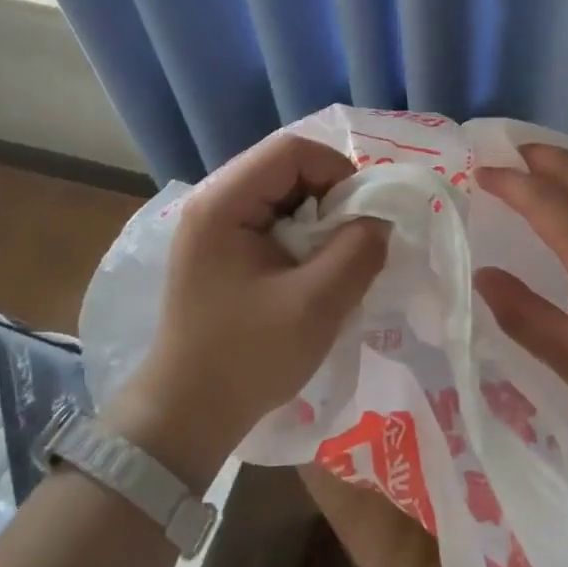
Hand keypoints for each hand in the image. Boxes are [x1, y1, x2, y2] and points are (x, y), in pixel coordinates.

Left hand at [107, 131, 388, 487]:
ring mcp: (212, 224)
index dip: (337, 171)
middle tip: (353, 238)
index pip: (291, 151)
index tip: (363, 215)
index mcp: (222, 203)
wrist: (186, 415)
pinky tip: (310, 270)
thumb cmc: (247, 358)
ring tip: (333, 257)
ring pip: (281, 192)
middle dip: (329, 196)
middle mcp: (211, 201)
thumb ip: (358, 252)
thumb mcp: (315, 306)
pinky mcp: (218, 248)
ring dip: (317, 217)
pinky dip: (300, 234)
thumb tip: (380, 219)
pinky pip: (271, 218)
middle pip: (285, 166)